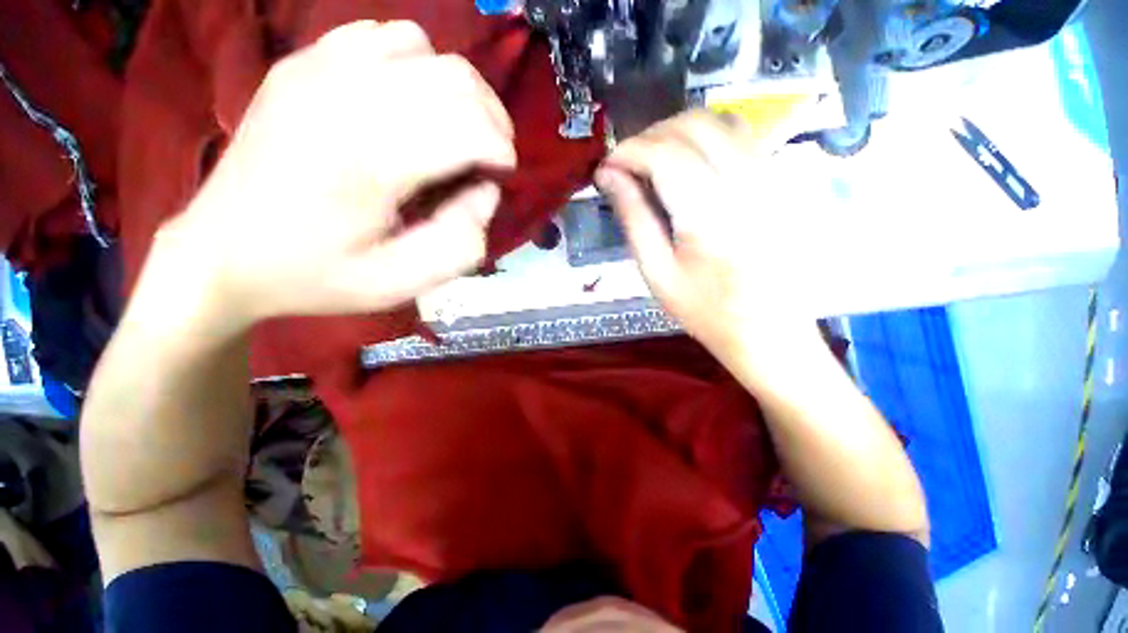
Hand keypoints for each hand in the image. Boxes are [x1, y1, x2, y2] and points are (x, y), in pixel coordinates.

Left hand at [157, 21, 515, 327]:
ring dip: (456, 92)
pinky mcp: (304, 62)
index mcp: (371, 160)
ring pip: (426, 48)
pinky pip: (382, 36)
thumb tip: (485, 190)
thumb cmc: (316, 275)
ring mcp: (319, 68)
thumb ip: (461, 243)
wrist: (221, 252)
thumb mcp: (400, 283)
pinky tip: (408, 103)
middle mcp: (347, 97)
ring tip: (452, 130)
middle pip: (457, 80)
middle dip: (492, 120)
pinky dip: (414, 65)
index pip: (471, 127)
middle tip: (487, 157)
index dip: (502, 152)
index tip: (499, 177)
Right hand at [596, 109, 816, 365]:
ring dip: (677, 132)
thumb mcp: (656, 272)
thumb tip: (609, 175)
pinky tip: (690, 163)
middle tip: (627, 166)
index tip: (606, 167)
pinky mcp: (780, 180)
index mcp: (711, 213)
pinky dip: (707, 137)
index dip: (628, 152)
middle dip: (650, 136)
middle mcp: (747, 182)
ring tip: (654, 161)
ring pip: (720, 120)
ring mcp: (771, 176)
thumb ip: (633, 217)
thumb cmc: (705, 310)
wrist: (768, 330)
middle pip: (693, 125)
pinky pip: (743, 135)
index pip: (664, 154)